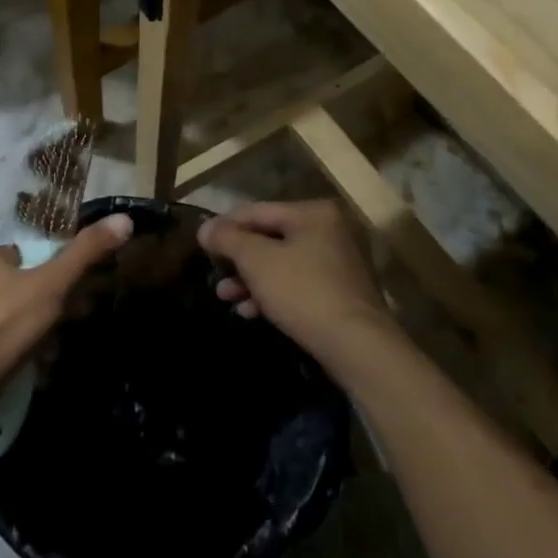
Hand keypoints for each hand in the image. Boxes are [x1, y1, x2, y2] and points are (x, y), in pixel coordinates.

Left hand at [0, 213, 133, 422]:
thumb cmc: (0, 326)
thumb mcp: (50, 285)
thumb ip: (86, 253)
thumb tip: (124, 218)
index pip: (35, 254)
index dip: (64, 271)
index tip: (85, 291)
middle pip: (30, 287)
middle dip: (58, 305)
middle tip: (78, 321)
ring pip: (21, 318)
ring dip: (45, 332)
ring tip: (59, 349)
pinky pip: (8, 344)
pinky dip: (27, 353)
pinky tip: (41, 368)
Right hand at [198, 200, 394, 366]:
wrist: (356, 345)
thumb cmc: (303, 292)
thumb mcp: (257, 261)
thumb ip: (227, 239)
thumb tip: (204, 228)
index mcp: (313, 213)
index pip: (257, 211)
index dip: (225, 226)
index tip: (201, 244)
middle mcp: (329, 231)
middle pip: (269, 238)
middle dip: (238, 260)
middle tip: (215, 275)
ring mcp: (338, 263)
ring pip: (282, 264)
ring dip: (251, 280)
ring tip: (226, 298)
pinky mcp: (340, 293)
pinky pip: (297, 284)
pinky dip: (273, 294)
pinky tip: (251, 312)